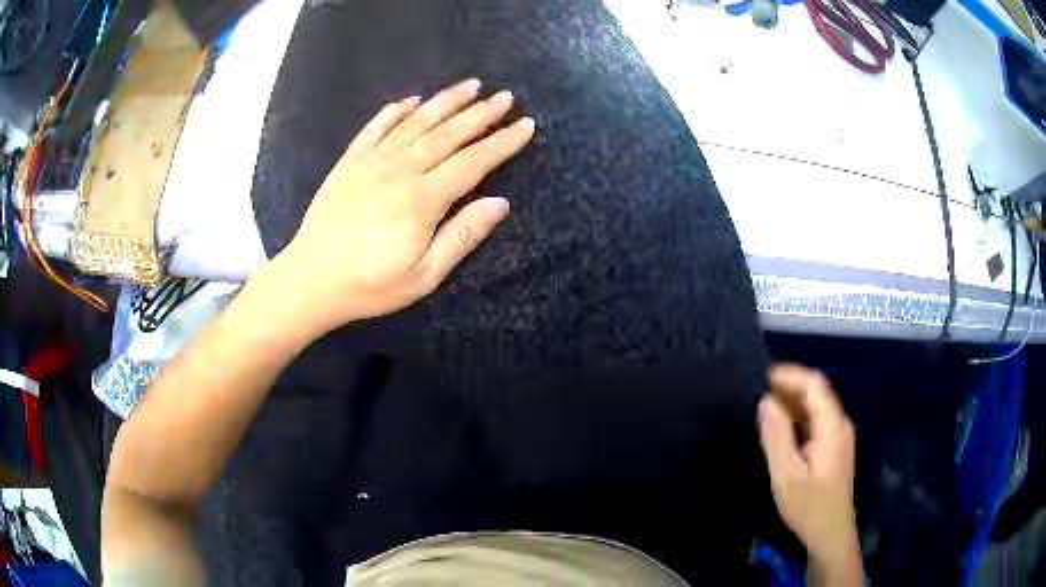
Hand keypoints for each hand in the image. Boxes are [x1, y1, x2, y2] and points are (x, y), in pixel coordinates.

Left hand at [270, 79, 534, 336]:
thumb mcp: (423, 276)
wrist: (311, 280)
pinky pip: (377, 126)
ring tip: (471, 85)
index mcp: (422, 199)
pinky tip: (413, 99)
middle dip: (481, 113)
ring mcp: (372, 161)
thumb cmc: (370, 285)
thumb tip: (499, 203)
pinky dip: (397, 110)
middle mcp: (400, 170)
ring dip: (446, 101)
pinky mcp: (349, 161)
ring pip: (417, 122)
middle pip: (448, 134)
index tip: (526, 125)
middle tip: (505, 96)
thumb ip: (462, 236)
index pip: (473, 162)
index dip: (503, 143)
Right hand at [759, 365, 859, 571]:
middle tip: (757, 392)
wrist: (830, 534)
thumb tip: (766, 401)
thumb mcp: (786, 474)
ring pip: (816, 406)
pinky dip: (798, 417)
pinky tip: (781, 428)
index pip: (814, 384)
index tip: (761, 377)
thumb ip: (777, 436)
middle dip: (788, 387)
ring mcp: (840, 435)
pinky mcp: (835, 447)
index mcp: (832, 426)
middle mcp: (840, 424)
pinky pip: (816, 421)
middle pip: (817, 392)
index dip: (789, 375)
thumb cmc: (808, 506)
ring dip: (792, 402)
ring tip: (764, 407)